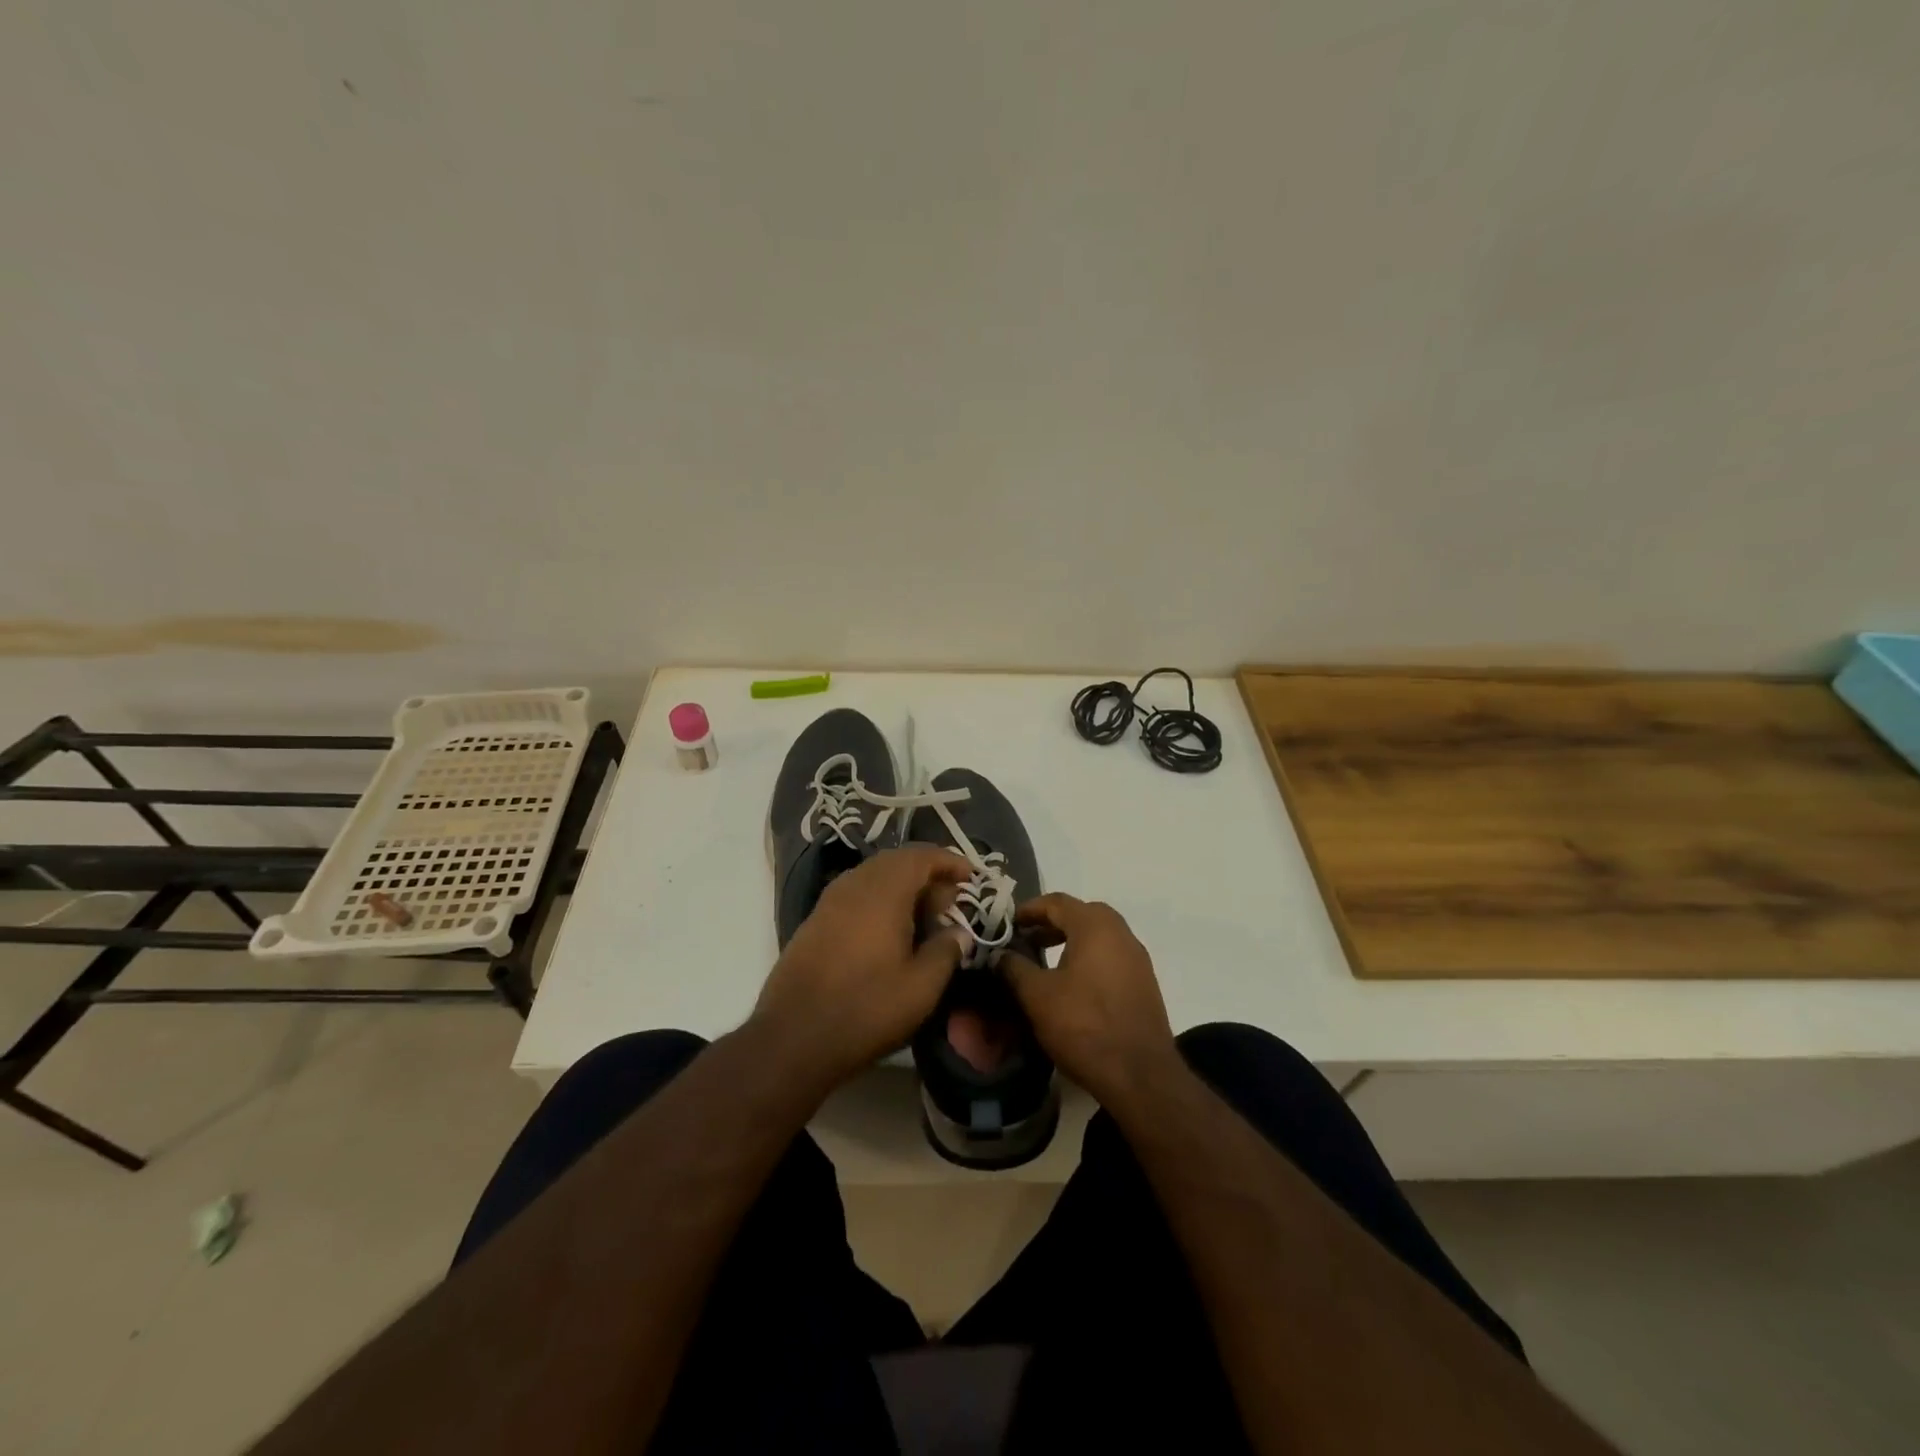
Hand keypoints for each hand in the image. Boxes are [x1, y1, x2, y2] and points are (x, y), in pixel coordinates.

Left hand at [752, 847, 968, 1093]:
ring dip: (902, 888)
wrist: (792, 1038)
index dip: (950, 861)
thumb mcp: (921, 987)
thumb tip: (958, 932)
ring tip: (924, 918)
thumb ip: (946, 951)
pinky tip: (890, 933)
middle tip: (950, 904)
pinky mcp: (815, 921)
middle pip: (896, 861)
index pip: (921, 856)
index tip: (972, 879)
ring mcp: (829, 901)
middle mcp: (854, 884)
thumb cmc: (865, 1009)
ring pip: (874, 877)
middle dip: (927, 875)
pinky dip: (880, 901)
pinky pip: (856, 895)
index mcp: (883, 891)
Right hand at [1001, 893, 1182, 1113]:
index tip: (1007, 923)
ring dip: (1070, 941)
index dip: (1028, 909)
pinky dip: (1088, 958)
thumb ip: (1014, 967)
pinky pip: (1111, 957)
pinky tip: (1072, 985)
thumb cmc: (1083, 1025)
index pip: (1057, 902)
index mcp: (1095, 926)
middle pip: (1081, 914)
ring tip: (1044, 962)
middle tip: (1025, 939)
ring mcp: (1137, 958)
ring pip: (1098, 936)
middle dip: (1051, 923)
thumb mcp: (1037, 995)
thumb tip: (1000, 953)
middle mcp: (1121, 933)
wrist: (1140, 1075)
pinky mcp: (1144, 983)